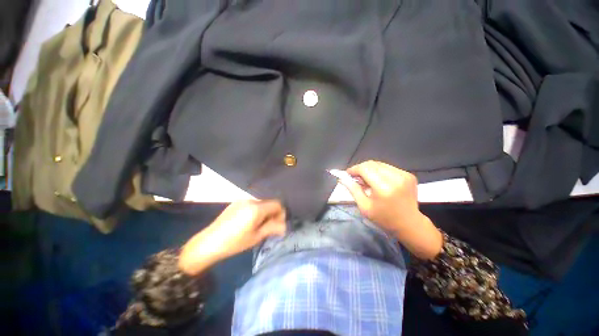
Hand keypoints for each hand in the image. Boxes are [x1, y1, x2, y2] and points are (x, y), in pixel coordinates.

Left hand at [179, 200, 285, 274]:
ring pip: (260, 203)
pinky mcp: (235, 203)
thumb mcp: (256, 237)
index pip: (277, 204)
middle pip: (269, 203)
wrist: (208, 242)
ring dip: (264, 212)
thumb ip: (272, 228)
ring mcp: (242, 200)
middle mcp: (250, 200)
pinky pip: (251, 204)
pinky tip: (248, 222)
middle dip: (272, 213)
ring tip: (258, 226)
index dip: (281, 213)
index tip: (278, 225)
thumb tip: (285, 226)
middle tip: (269, 227)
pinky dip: (255, 211)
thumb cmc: (235, 242)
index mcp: (257, 208)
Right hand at [339, 161, 442, 259]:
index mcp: (383, 188)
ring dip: (370, 169)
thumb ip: (353, 190)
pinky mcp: (408, 175)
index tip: (348, 174)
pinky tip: (378, 181)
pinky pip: (388, 168)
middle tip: (356, 177)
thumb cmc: (384, 218)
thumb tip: (342, 178)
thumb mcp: (364, 206)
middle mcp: (395, 178)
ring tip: (367, 180)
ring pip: (380, 164)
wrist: (410, 224)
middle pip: (372, 164)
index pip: (364, 168)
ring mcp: (404, 175)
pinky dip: (380, 172)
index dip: (354, 169)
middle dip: (360, 168)